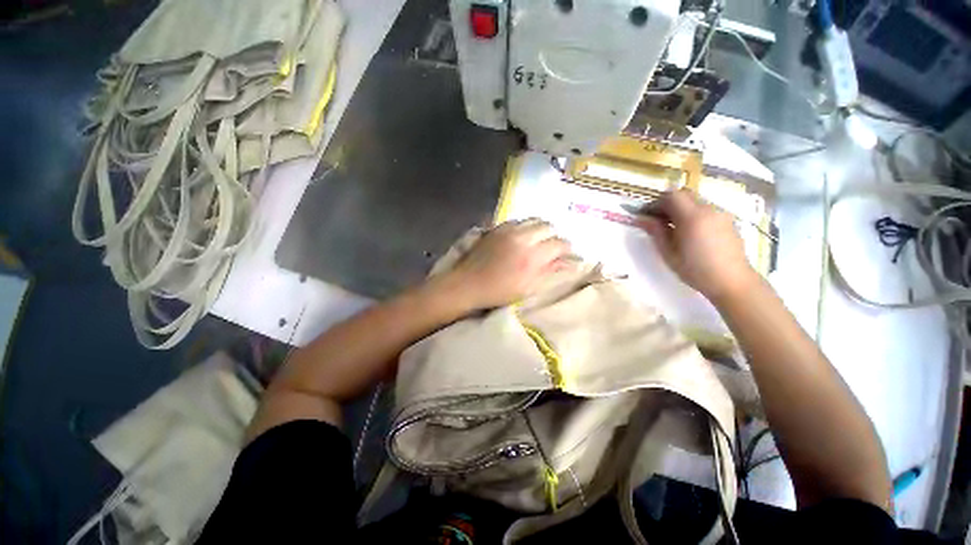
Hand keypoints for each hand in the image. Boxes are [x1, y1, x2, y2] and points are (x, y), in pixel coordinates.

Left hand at [440, 219, 571, 310]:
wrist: (468, 283)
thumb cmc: (499, 292)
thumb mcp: (528, 287)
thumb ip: (549, 271)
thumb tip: (567, 262)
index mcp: (532, 256)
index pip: (559, 243)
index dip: (567, 249)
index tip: (567, 255)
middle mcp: (523, 237)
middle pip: (548, 226)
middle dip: (554, 236)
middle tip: (552, 247)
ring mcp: (508, 230)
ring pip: (534, 219)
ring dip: (540, 229)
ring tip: (538, 240)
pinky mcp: (497, 227)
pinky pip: (518, 220)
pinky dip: (525, 226)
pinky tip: (522, 237)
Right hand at [638, 190, 757, 301]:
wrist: (732, 281)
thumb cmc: (695, 270)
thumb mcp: (669, 253)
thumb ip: (655, 231)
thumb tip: (641, 218)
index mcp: (692, 217)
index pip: (670, 196)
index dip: (654, 203)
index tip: (645, 215)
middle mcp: (708, 209)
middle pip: (683, 194)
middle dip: (666, 203)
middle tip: (656, 220)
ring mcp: (720, 214)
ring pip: (694, 202)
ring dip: (680, 209)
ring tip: (672, 228)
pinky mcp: (727, 220)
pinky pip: (705, 210)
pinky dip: (692, 215)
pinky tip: (689, 233)